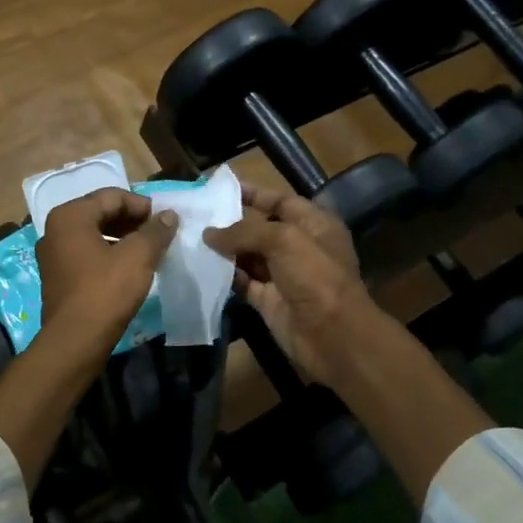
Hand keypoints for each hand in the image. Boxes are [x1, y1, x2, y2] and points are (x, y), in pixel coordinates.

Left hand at [35, 188, 177, 353]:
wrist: (75, 342)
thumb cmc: (105, 292)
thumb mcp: (138, 257)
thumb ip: (155, 231)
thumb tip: (169, 215)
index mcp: (70, 216)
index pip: (112, 196)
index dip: (142, 205)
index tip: (165, 220)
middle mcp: (55, 229)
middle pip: (100, 213)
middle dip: (132, 221)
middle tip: (159, 234)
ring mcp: (52, 254)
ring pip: (93, 234)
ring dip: (122, 238)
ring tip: (148, 250)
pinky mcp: (57, 276)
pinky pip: (86, 253)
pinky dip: (108, 254)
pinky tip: (129, 268)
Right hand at [203, 185, 375, 382]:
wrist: (331, 335)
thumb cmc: (315, 276)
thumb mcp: (283, 240)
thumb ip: (244, 231)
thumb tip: (209, 233)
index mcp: (314, 224)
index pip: (280, 200)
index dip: (253, 193)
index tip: (220, 188)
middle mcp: (299, 246)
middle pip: (260, 228)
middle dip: (231, 221)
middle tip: (197, 214)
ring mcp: (283, 275)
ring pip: (248, 255)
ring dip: (224, 248)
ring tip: (191, 237)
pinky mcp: (268, 300)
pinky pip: (242, 281)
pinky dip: (225, 274)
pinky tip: (201, 265)